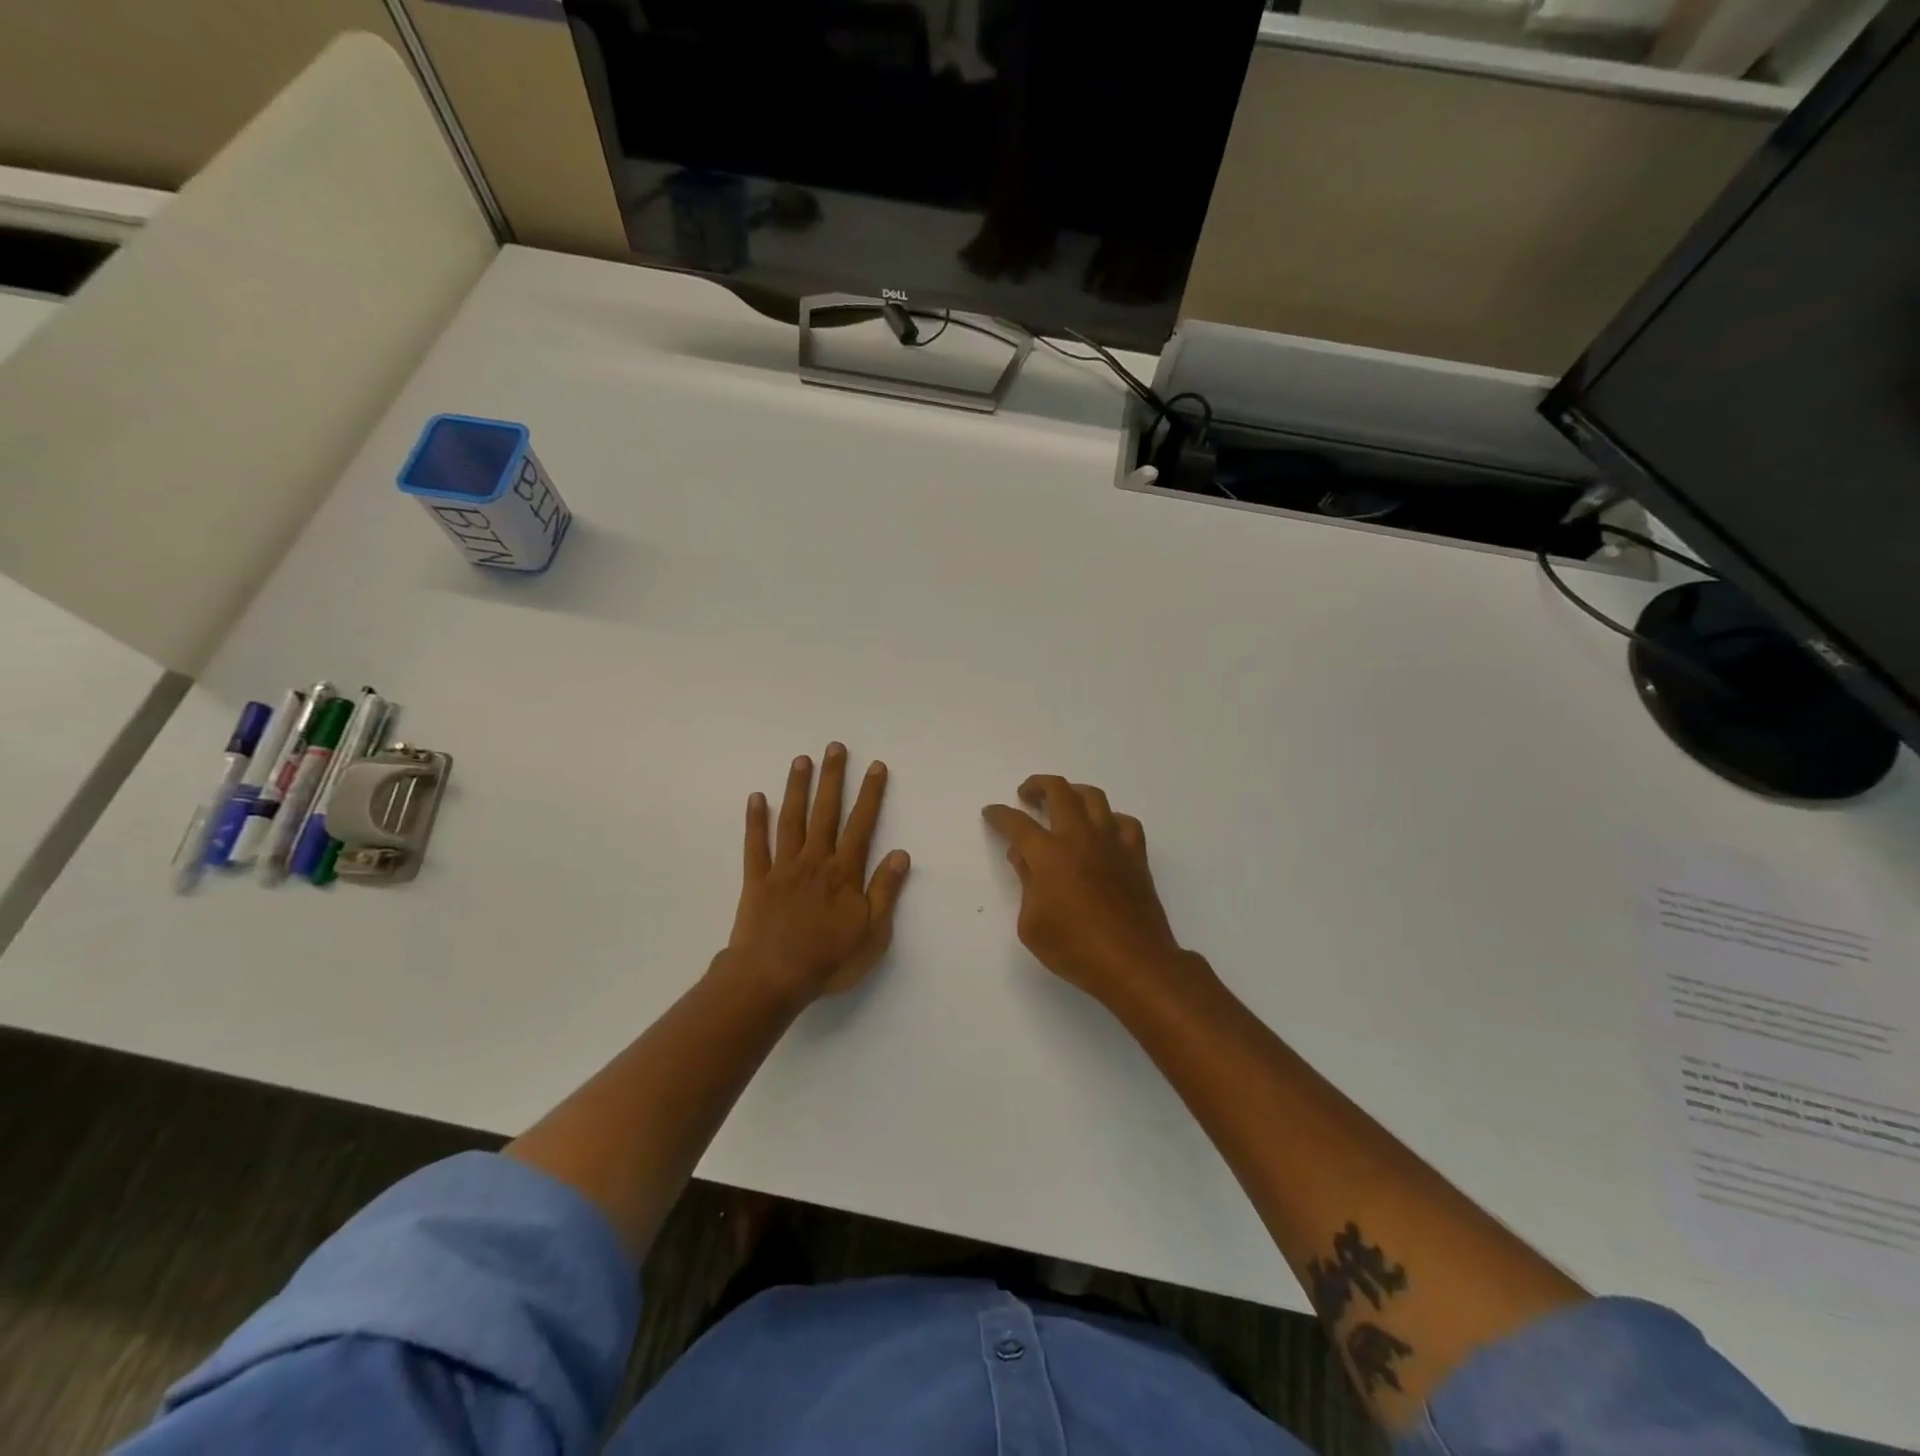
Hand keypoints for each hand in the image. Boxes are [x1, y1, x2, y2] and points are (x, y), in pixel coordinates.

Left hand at [725, 743, 910, 1007]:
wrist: (772, 978)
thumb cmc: (828, 959)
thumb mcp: (872, 933)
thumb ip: (885, 891)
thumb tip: (901, 854)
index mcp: (844, 872)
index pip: (862, 825)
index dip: (870, 794)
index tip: (875, 766)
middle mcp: (814, 861)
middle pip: (826, 812)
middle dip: (832, 778)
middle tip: (834, 747)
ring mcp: (783, 868)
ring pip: (791, 820)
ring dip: (797, 788)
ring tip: (801, 760)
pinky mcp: (756, 881)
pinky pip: (756, 845)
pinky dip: (755, 821)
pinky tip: (756, 798)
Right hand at [982, 776, 1189, 1005]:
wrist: (1134, 963)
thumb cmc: (1075, 948)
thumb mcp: (1032, 924)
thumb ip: (1026, 883)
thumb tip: (1023, 857)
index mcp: (1049, 854)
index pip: (1017, 823)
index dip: (999, 815)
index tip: (991, 812)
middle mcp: (1080, 837)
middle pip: (1058, 791)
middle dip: (1037, 785)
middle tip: (1026, 794)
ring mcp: (1112, 843)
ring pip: (1094, 797)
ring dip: (1073, 792)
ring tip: (1064, 802)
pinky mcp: (1136, 856)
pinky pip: (1125, 822)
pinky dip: (1110, 819)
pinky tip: (1103, 831)